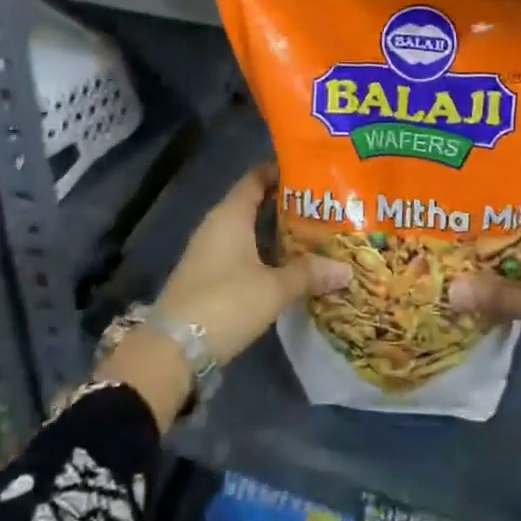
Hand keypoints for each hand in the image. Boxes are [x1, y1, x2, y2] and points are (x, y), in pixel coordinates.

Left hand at [154, 163, 350, 366]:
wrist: (173, 350)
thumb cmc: (226, 303)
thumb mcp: (274, 288)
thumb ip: (309, 274)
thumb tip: (346, 268)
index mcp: (230, 214)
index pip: (256, 178)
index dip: (281, 171)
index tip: (312, 172)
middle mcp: (217, 225)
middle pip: (254, 203)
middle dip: (286, 204)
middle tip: (323, 207)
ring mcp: (209, 251)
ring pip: (248, 230)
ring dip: (275, 232)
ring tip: (313, 234)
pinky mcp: (208, 276)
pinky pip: (241, 252)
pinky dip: (264, 253)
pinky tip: (287, 266)